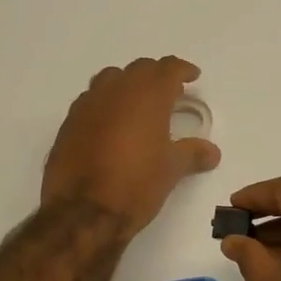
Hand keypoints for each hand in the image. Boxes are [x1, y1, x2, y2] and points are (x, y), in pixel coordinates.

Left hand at [41, 57, 220, 238]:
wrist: (82, 212)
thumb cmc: (136, 185)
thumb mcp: (171, 170)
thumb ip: (192, 154)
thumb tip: (212, 151)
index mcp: (147, 95)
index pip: (168, 68)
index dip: (182, 69)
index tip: (192, 76)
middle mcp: (116, 91)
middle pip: (139, 69)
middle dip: (156, 76)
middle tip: (169, 93)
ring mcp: (88, 105)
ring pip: (110, 79)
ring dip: (127, 85)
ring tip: (138, 105)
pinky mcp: (68, 123)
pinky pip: (91, 101)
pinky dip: (106, 105)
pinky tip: (111, 126)